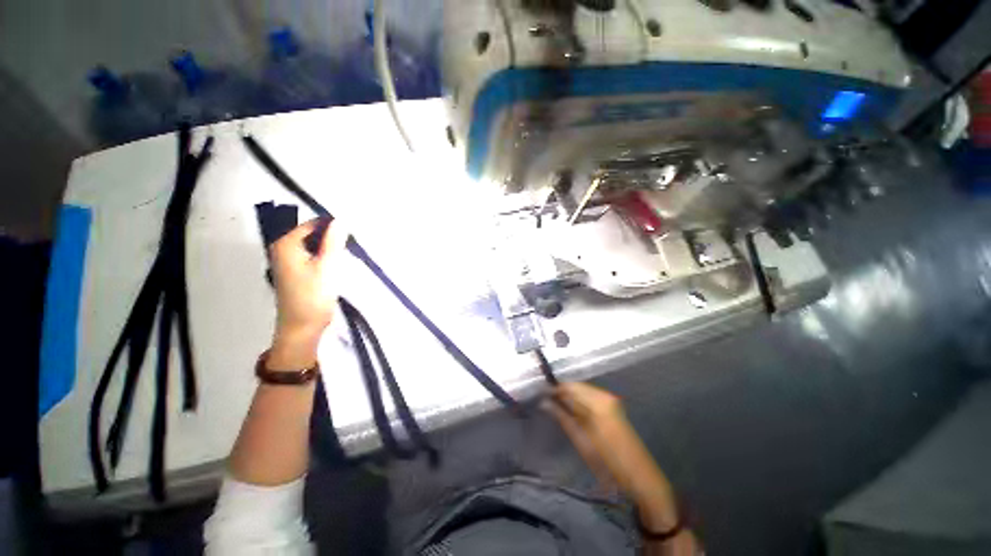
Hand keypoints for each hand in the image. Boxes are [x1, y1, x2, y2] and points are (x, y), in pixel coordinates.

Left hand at [268, 218, 338, 368]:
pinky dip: (326, 256)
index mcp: (286, 244)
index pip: (313, 224)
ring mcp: (289, 260)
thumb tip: (340, 219)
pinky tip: (338, 263)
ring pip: (314, 245)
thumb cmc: (313, 295)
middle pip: (312, 233)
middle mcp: (283, 248)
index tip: (353, 231)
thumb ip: (333, 241)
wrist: (302, 327)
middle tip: (353, 243)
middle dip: (332, 236)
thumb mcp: (327, 266)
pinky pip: (313, 255)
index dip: (333, 225)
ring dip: (331, 247)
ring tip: (348, 252)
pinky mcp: (297, 271)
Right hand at [546, 383, 635, 488]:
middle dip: (562, 392)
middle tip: (547, 401)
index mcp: (597, 402)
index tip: (541, 394)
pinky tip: (574, 410)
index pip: (570, 387)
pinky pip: (592, 396)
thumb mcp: (580, 440)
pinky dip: (581, 400)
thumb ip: (562, 416)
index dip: (555, 389)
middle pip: (577, 386)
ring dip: (571, 396)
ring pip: (584, 390)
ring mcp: (612, 400)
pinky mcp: (614, 406)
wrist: (639, 476)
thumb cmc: (607, 462)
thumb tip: (544, 402)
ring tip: (558, 406)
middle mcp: (605, 395)